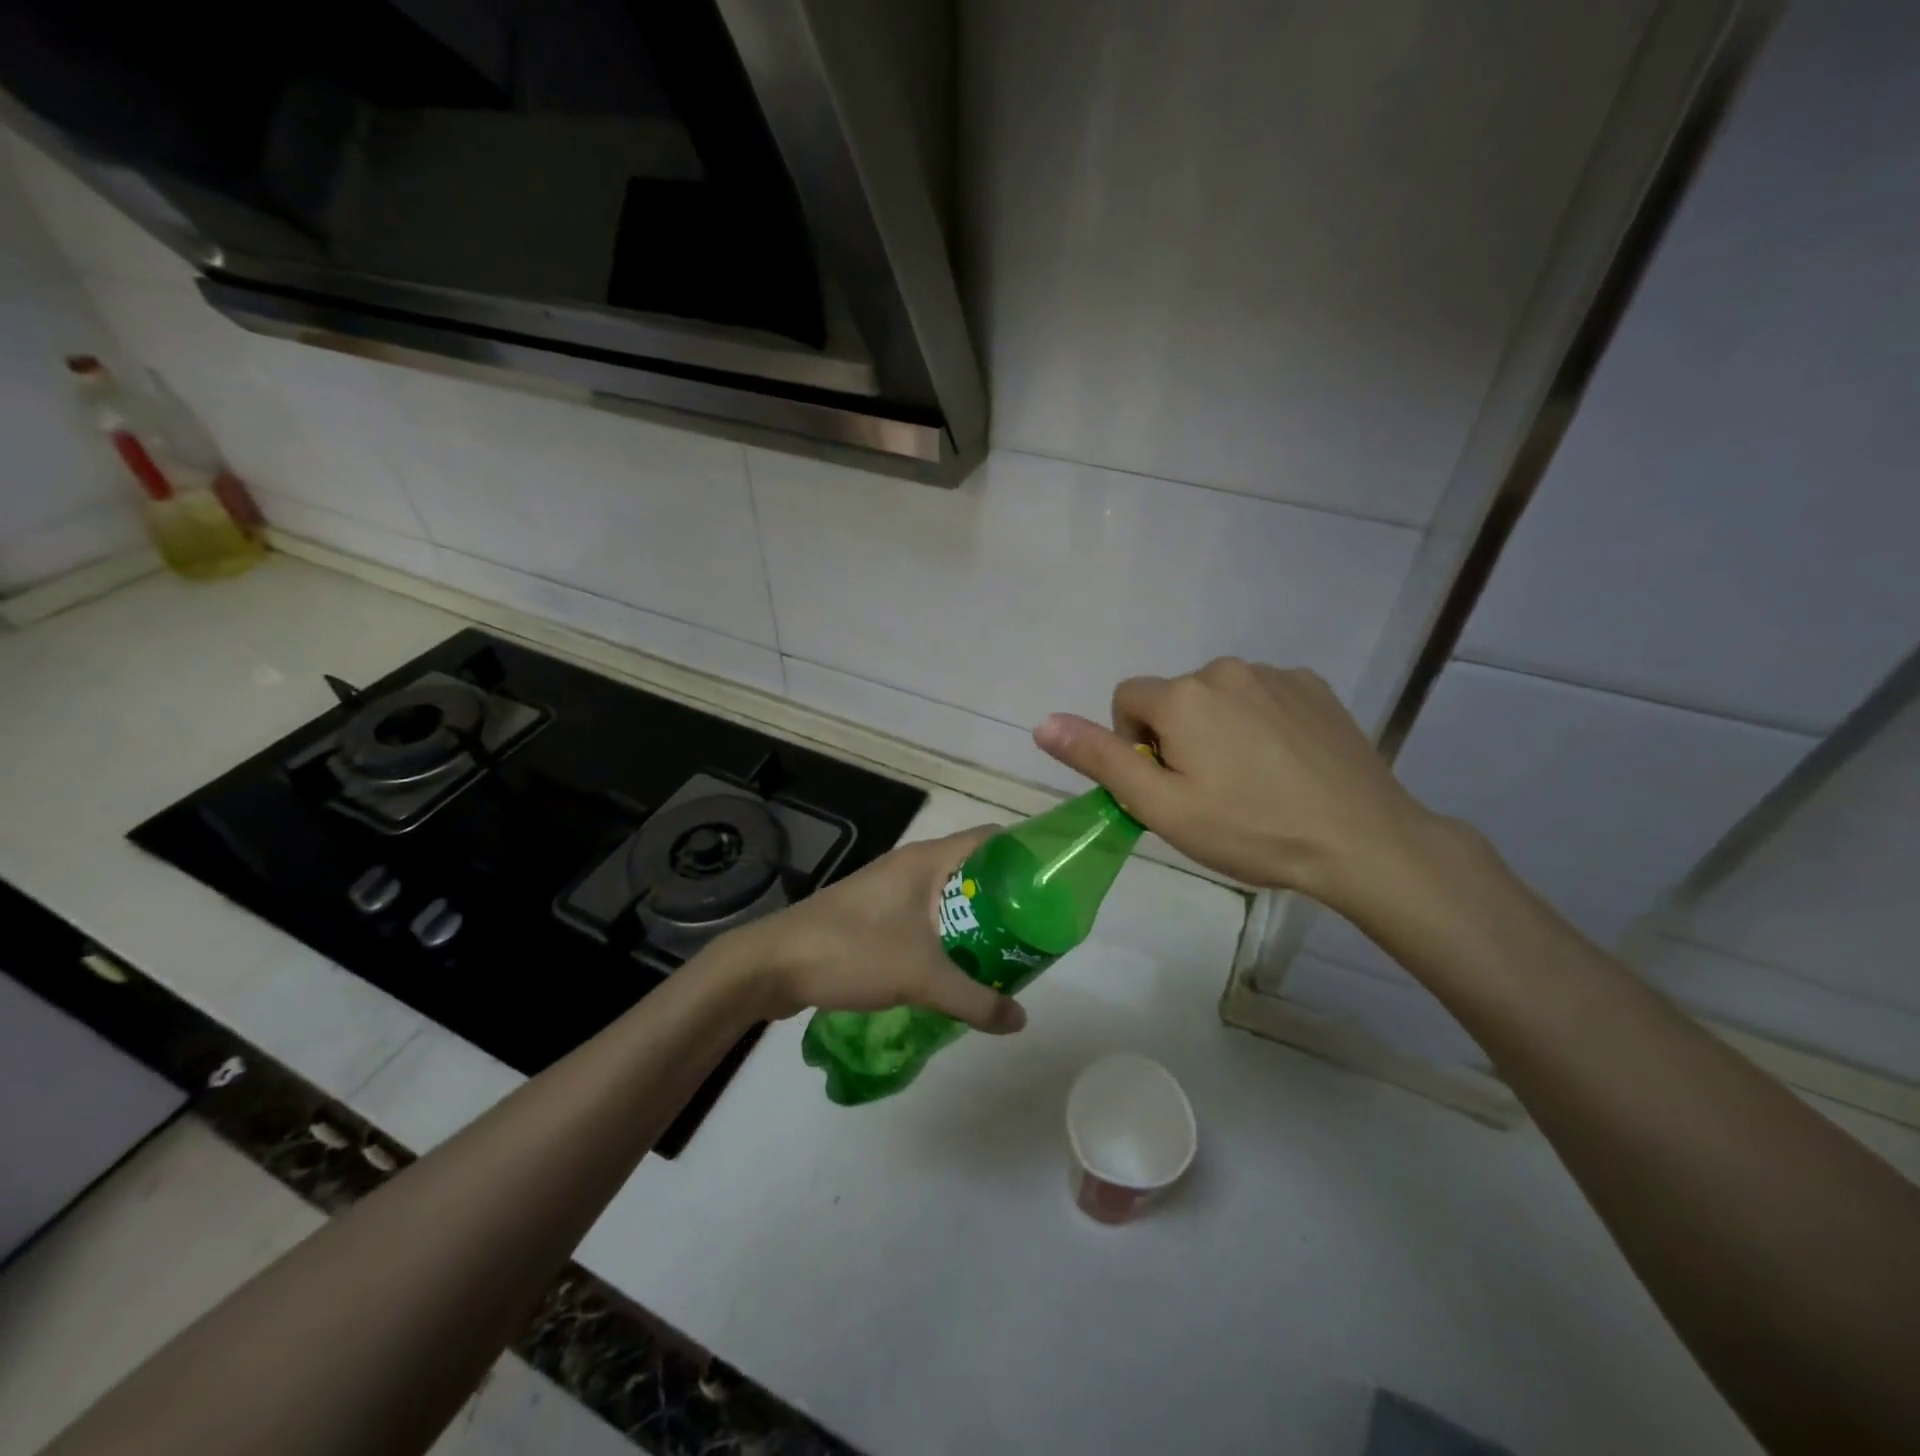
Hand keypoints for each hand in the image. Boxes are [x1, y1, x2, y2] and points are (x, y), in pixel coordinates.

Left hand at [722, 827, 1027, 1033]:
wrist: (773, 964)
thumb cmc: (852, 951)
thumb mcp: (920, 977)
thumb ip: (974, 999)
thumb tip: (1020, 1020)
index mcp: (926, 860)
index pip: (990, 839)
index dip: (1024, 854)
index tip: (1051, 885)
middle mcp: (910, 865)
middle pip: (972, 868)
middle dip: (1004, 896)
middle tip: (1035, 930)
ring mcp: (888, 888)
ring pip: (947, 894)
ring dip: (974, 918)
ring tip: (1005, 951)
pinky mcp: (872, 913)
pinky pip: (923, 914)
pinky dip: (946, 932)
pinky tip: (956, 966)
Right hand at [1032, 658, 1440, 914]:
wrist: (1361, 840)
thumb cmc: (1249, 830)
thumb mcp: (1161, 806)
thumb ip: (1099, 758)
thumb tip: (1043, 723)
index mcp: (1183, 696)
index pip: (1127, 700)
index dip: (1133, 744)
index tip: (1166, 785)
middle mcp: (1225, 669)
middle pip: (1174, 698)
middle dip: (1177, 737)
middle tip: (1209, 792)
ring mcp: (1276, 674)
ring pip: (1220, 696)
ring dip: (1219, 728)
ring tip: (1252, 781)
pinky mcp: (1314, 687)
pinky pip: (1263, 696)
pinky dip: (1260, 722)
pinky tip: (1286, 764)